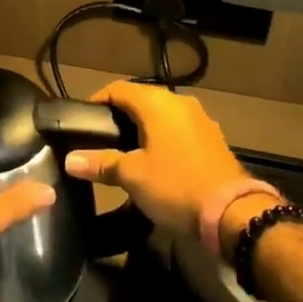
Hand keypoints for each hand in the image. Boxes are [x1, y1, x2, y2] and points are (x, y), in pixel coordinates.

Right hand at [62, 81, 246, 238]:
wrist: (233, 213)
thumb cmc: (175, 186)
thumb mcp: (132, 176)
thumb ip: (100, 164)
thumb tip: (69, 160)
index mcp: (157, 103)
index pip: (118, 89)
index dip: (97, 100)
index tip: (83, 120)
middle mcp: (179, 102)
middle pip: (141, 100)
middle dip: (120, 117)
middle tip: (101, 139)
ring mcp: (200, 120)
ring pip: (162, 116)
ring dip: (144, 129)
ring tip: (125, 152)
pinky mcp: (213, 139)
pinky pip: (179, 130)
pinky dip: (163, 139)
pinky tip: (156, 162)